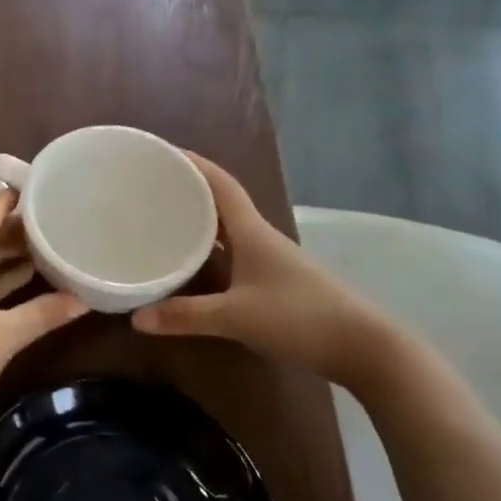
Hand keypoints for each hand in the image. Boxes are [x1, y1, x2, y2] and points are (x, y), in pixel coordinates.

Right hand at [131, 152, 389, 384]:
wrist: (364, 347)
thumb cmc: (300, 318)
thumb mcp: (236, 317)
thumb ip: (186, 316)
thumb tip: (136, 318)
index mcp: (253, 232)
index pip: (221, 184)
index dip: (194, 164)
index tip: (163, 152)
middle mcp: (261, 239)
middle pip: (221, 204)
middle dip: (189, 192)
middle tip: (151, 188)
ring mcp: (271, 262)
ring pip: (227, 233)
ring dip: (199, 224)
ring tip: (162, 221)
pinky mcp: (276, 284)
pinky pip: (234, 257)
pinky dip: (210, 254)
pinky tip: (193, 267)